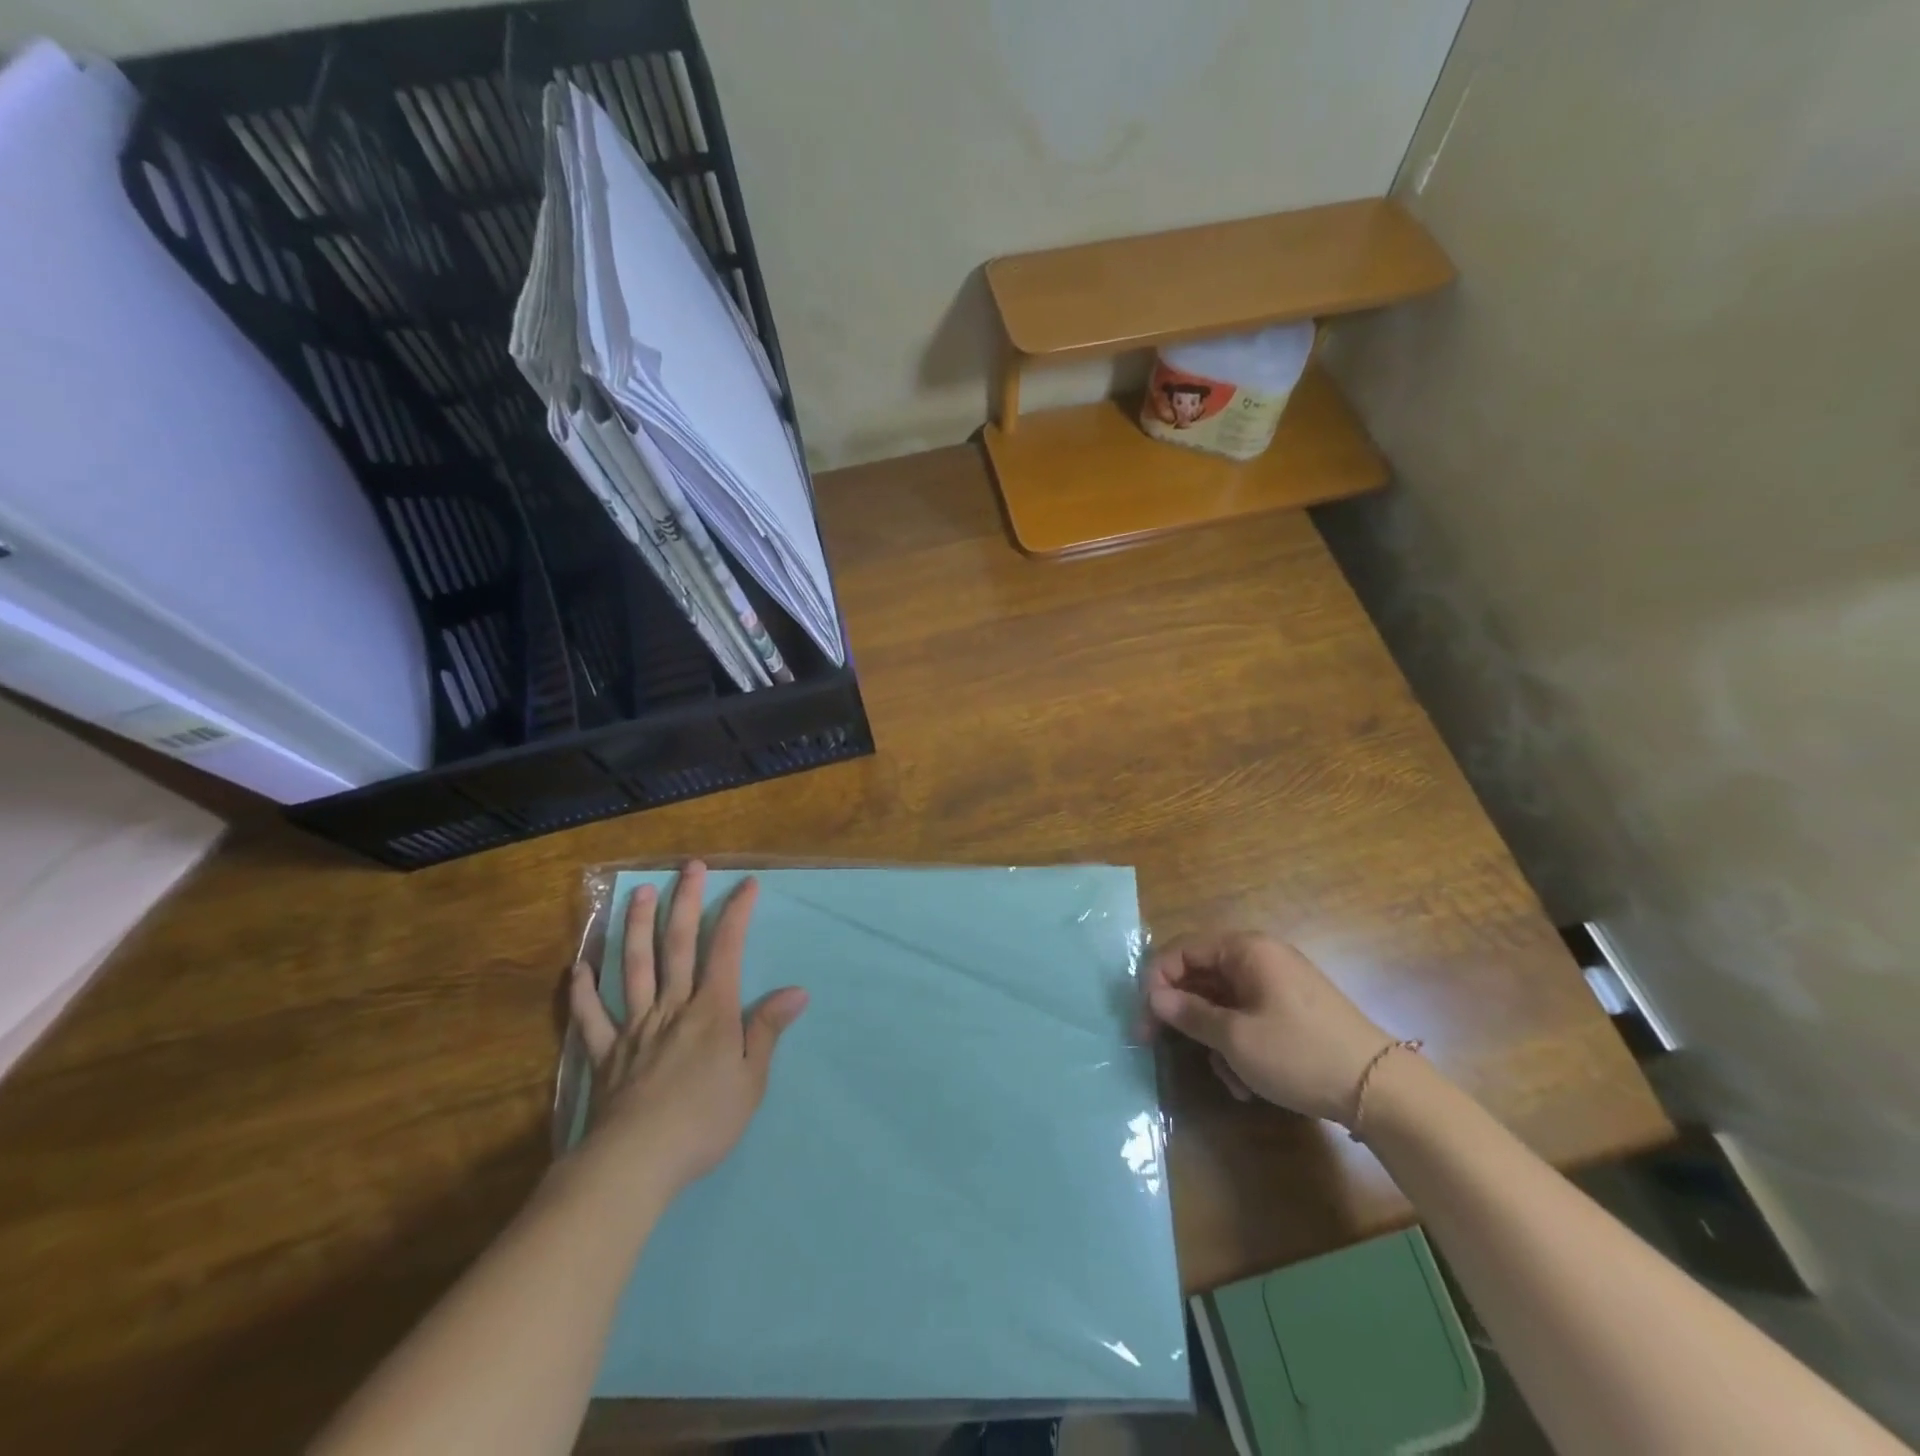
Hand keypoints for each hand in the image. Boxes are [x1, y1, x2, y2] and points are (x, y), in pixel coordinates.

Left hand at [568, 862, 807, 1191]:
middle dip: (685, 902)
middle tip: (689, 867)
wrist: (636, 1162)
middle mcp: (672, 1007)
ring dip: (637, 927)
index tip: (746, 884)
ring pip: (634, 967)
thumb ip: (767, 1031)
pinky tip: (579, 967)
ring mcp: (634, 1027)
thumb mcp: (751, 1080)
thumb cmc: (704, 1121)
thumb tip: (796, 991)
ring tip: (639, 894)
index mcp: (711, 1011)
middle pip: (677, 945)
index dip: (736, 913)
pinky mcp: (605, 1053)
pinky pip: (591, 1017)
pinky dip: (584, 991)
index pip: (726, 950)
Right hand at [1146, 932, 1392, 1124]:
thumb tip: (1154, 997)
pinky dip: (1240, 1046)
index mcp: (1246, 949)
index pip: (1182, 951)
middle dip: (1184, 1017)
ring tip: (1228, 1077)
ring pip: (1223, 1003)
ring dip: (1215, 1040)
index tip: (1144, 1020)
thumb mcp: (1235, 1038)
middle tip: (1157, 1045)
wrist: (1381, 1091)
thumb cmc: (1299, 1054)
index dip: (1156, 982)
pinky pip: (1248, 1018)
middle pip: (1201, 977)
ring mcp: (1278, 985)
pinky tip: (1248, 1083)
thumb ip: (1188, 1013)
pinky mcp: (1292, 1012)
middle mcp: (1261, 958)